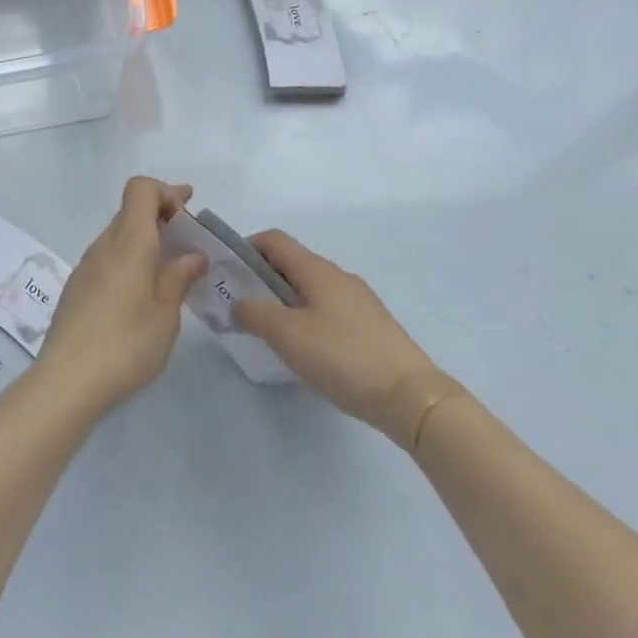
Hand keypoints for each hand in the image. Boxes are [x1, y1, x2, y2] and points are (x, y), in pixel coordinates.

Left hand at [37, 177, 207, 414]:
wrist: (66, 381)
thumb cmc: (126, 344)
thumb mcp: (166, 315)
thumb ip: (178, 278)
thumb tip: (193, 255)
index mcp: (129, 242)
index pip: (141, 188)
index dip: (166, 191)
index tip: (188, 213)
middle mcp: (105, 244)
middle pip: (131, 210)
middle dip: (161, 216)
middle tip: (188, 241)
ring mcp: (86, 265)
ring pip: (119, 235)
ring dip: (145, 240)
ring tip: (169, 270)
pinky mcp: (77, 287)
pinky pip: (108, 257)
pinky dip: (129, 260)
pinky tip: (140, 294)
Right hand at [234, 231, 449, 446]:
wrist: (411, 397)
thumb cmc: (344, 357)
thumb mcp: (289, 335)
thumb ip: (255, 313)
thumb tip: (238, 303)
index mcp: (317, 270)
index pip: (274, 240)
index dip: (245, 248)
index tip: (226, 273)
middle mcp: (338, 276)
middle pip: (291, 263)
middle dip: (260, 278)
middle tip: (240, 307)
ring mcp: (357, 301)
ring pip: (309, 289)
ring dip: (282, 301)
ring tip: (268, 332)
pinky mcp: (369, 326)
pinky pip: (326, 309)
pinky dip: (305, 318)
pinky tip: (305, 350)